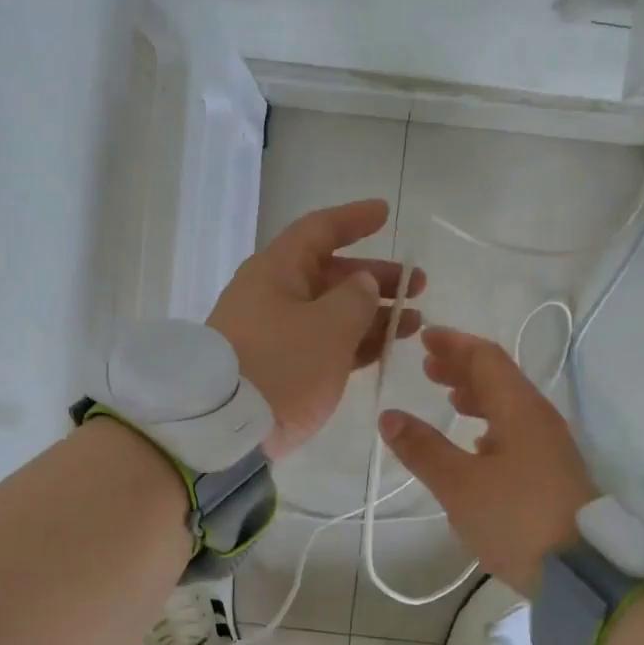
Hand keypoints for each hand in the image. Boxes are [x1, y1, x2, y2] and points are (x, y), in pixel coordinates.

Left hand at [209, 199, 424, 458]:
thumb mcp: (328, 326)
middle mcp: (273, 295)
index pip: (318, 230)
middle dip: (375, 277)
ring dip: (373, 314)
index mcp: (277, 271)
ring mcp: (275, 333)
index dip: (353, 219)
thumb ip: (356, 298)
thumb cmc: (280, 365)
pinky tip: (385, 347)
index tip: (386, 214)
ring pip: (331, 312)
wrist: (225, 431)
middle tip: (417, 285)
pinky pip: (325, 343)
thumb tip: (364, 284)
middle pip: (330, 274)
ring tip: (413, 323)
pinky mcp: (280, 367)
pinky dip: (354, 341)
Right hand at [377, 327, 598, 594]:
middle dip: (462, 368)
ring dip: (476, 395)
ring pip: (508, 405)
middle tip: (428, 368)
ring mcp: (549, 445)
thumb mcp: (459, 485)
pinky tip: (475, 442)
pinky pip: (516, 430)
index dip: (454, 344)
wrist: (581, 572)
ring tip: (448, 398)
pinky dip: (489, 423)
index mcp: (519, 409)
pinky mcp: (552, 471)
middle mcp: (538, 418)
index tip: (425, 337)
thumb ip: (423, 448)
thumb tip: (389, 416)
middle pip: (499, 378)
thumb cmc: (516, 519)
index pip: (486, 358)